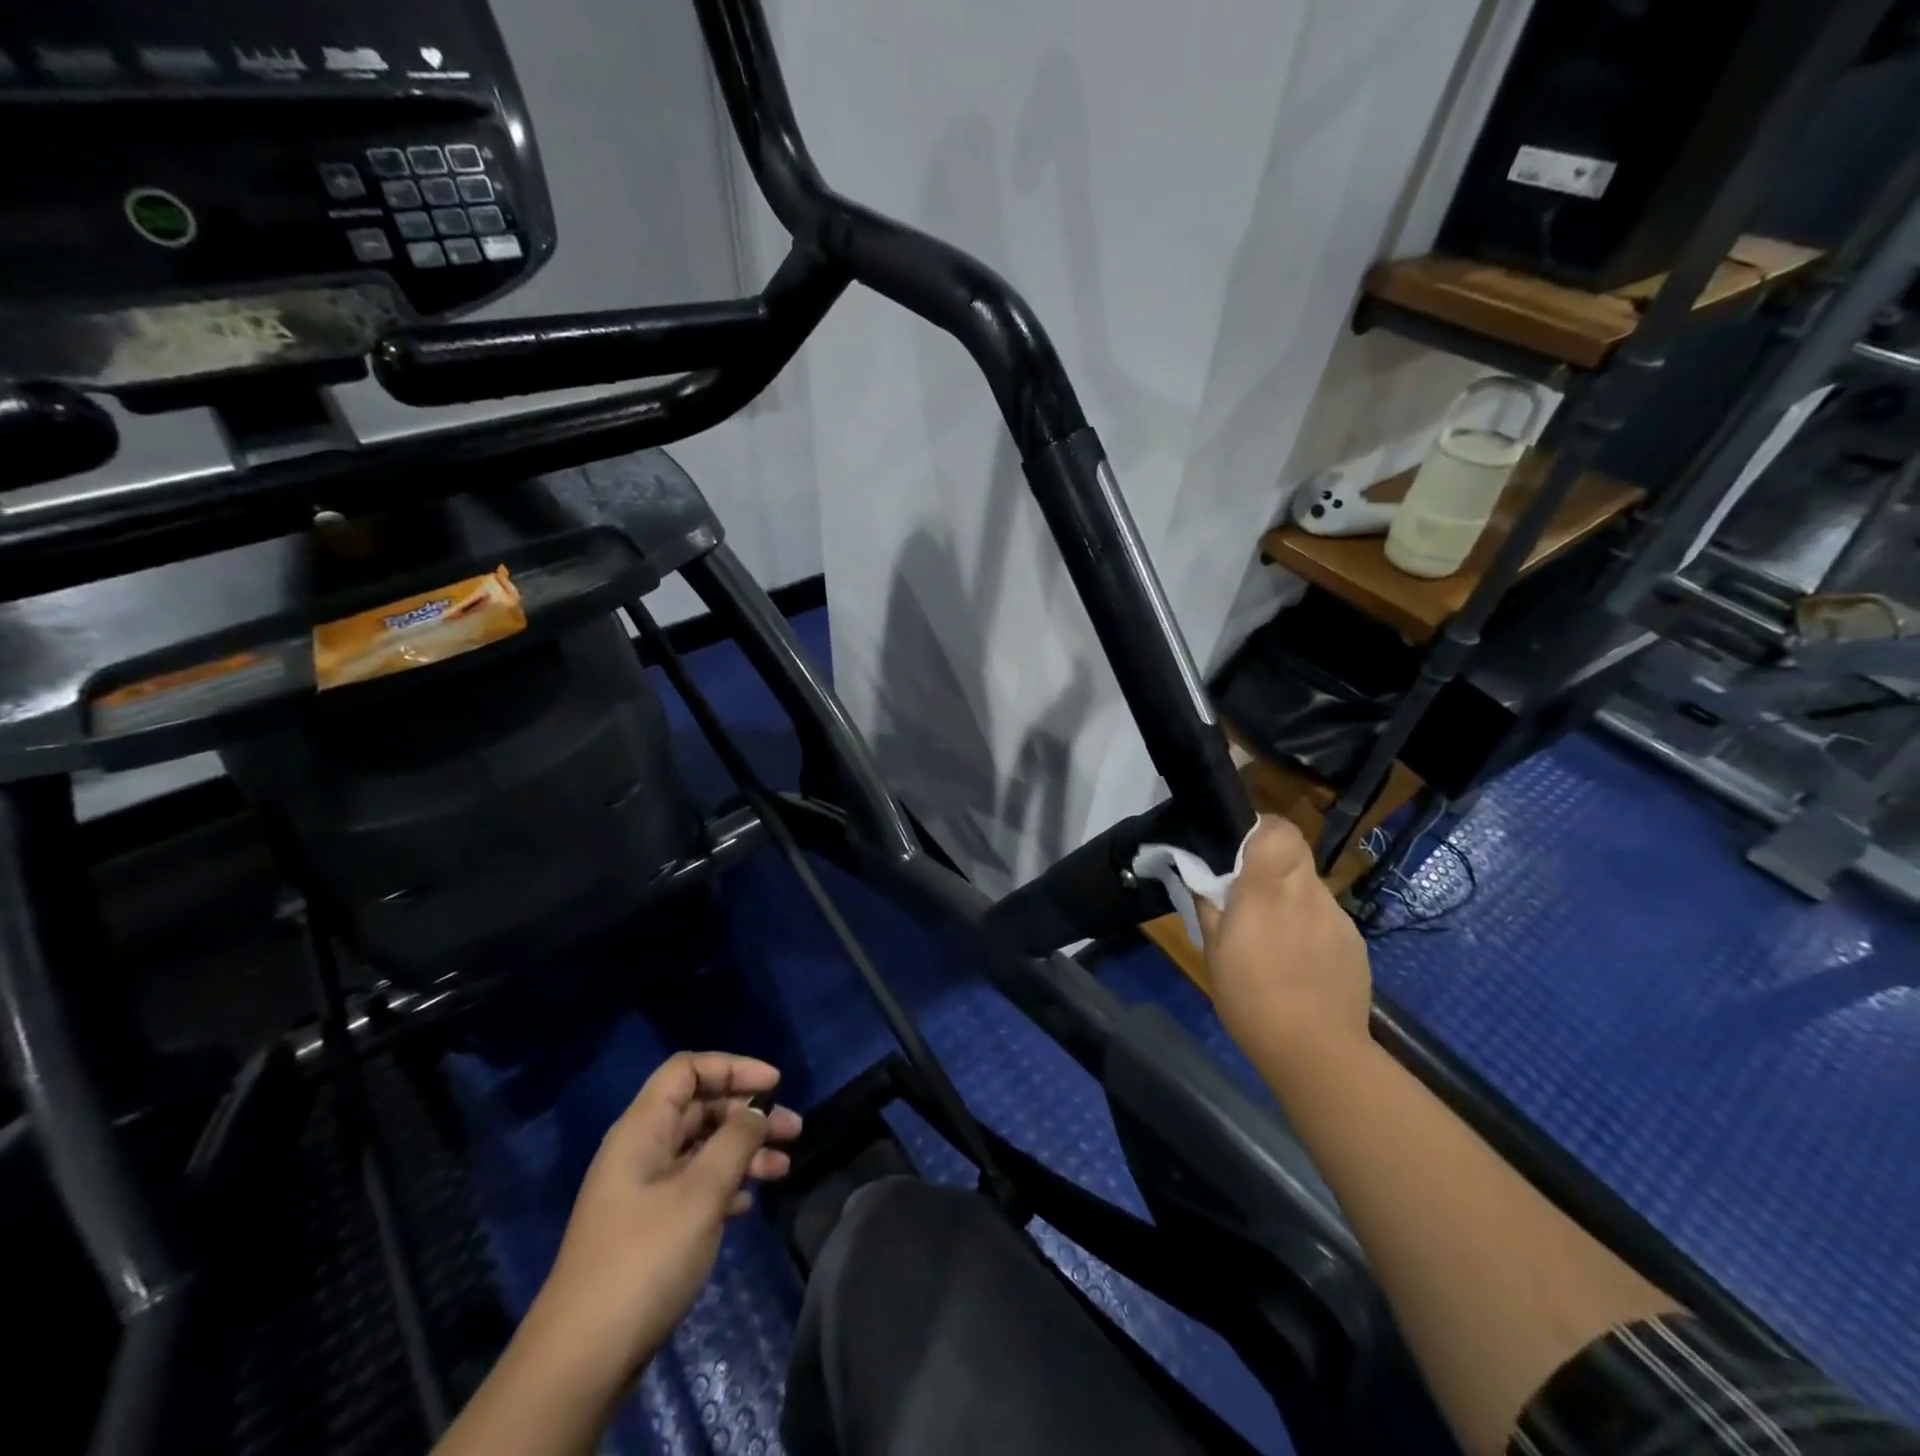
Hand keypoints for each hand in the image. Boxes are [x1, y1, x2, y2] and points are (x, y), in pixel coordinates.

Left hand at [521, 1052, 802, 1399]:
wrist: (583, 1358)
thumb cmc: (646, 1257)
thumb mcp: (701, 1192)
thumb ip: (736, 1141)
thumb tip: (756, 1112)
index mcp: (643, 1129)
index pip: (688, 1070)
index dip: (733, 1067)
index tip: (774, 1085)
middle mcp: (641, 1149)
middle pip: (700, 1108)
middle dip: (749, 1113)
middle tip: (793, 1130)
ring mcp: (643, 1190)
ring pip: (702, 1148)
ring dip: (744, 1151)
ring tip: (783, 1168)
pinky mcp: (649, 1227)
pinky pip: (695, 1185)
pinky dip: (726, 1184)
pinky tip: (749, 1202)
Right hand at [1195, 816, 1372, 1077]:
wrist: (1315, 1050)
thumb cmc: (1250, 996)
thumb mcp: (1212, 949)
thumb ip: (1208, 903)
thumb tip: (1200, 877)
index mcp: (1267, 887)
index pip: (1278, 828)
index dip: (1261, 828)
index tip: (1241, 847)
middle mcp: (1307, 892)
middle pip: (1295, 854)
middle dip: (1272, 865)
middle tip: (1250, 894)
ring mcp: (1337, 918)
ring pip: (1310, 889)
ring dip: (1290, 899)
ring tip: (1274, 938)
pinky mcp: (1355, 943)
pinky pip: (1326, 919)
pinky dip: (1310, 927)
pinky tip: (1300, 963)